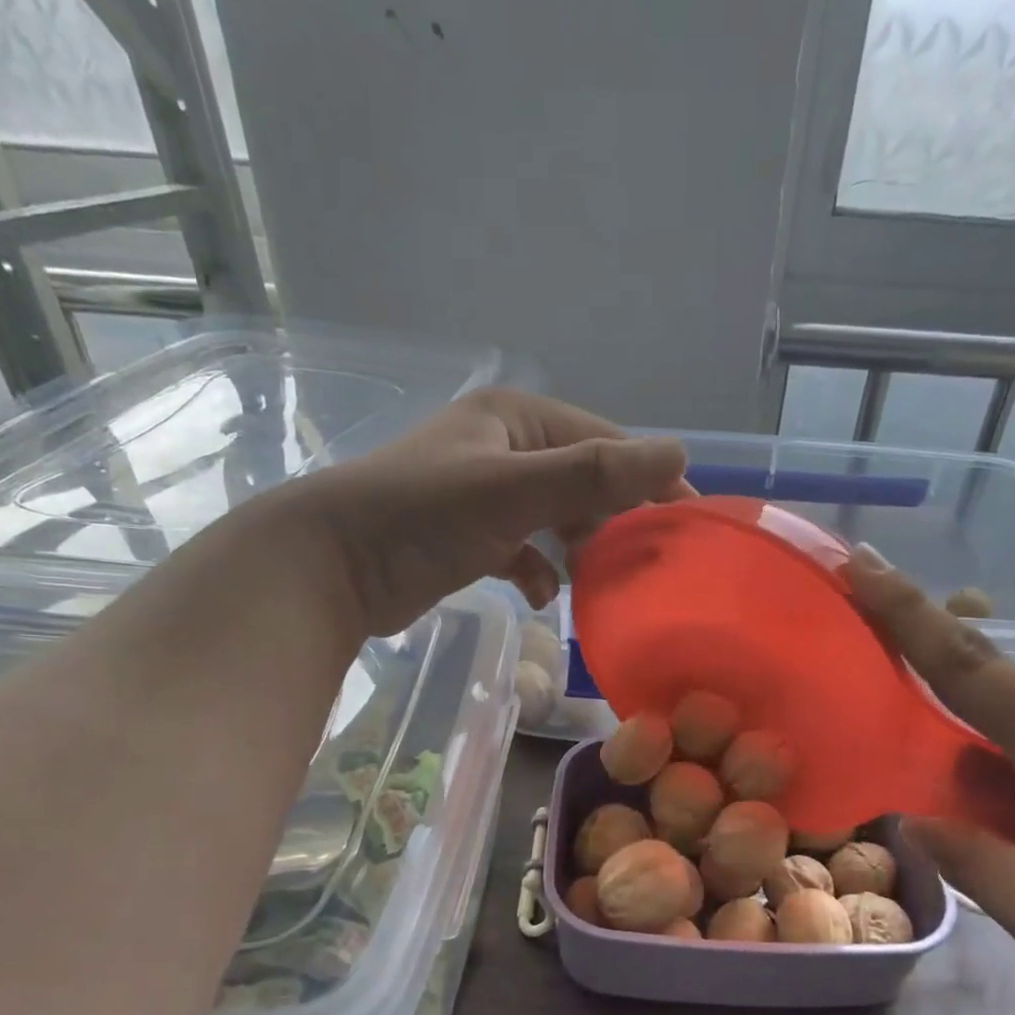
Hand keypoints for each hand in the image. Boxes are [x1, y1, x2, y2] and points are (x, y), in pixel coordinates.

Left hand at [277, 388, 688, 636]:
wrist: (329, 566)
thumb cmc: (422, 516)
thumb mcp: (514, 491)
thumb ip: (594, 475)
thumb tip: (678, 453)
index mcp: (517, 419)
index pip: (604, 442)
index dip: (648, 479)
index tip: (686, 523)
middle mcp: (504, 448)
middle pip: (583, 482)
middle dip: (613, 522)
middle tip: (646, 564)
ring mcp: (485, 495)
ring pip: (556, 519)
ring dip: (578, 550)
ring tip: (600, 582)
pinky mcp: (469, 538)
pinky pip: (524, 551)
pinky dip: (539, 572)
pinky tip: (542, 595)